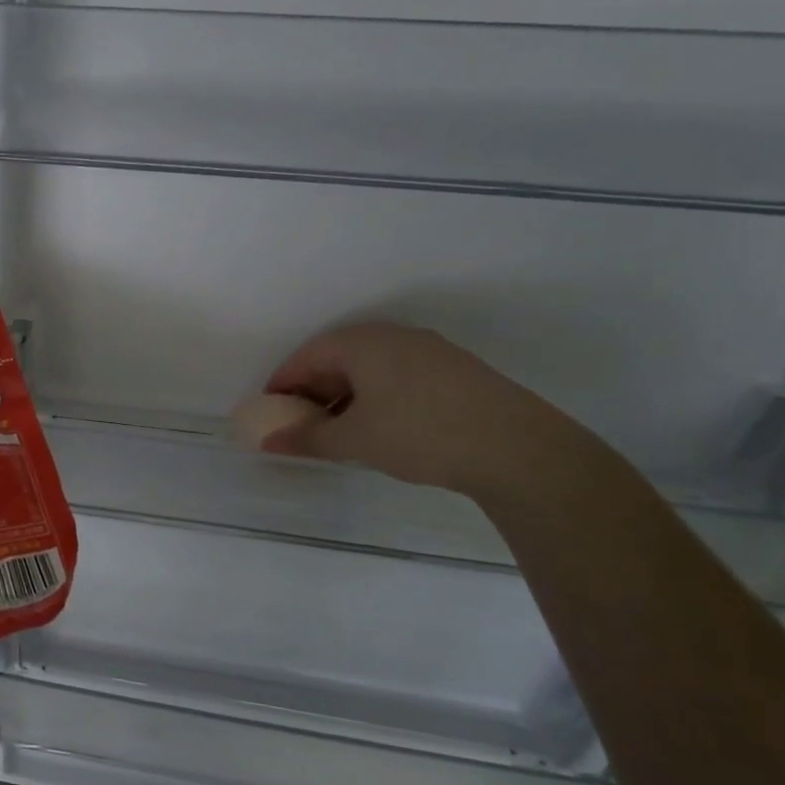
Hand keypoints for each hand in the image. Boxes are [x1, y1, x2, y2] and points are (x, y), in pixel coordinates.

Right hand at [262, 322, 582, 496]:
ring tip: (338, 428)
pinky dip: (375, 394)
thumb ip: (307, 439)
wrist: (517, 448)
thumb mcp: (354, 440)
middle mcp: (394, 336)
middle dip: (313, 388)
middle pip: (338, 356)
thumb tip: (267, 442)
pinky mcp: (455, 369)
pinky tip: (379, 425)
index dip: (283, 382)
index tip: (270, 409)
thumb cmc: (419, 435)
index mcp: (363, 342)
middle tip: (301, 420)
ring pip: (370, 366)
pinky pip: (397, 374)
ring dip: (345, 393)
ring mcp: (429, 350)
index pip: (308, 355)